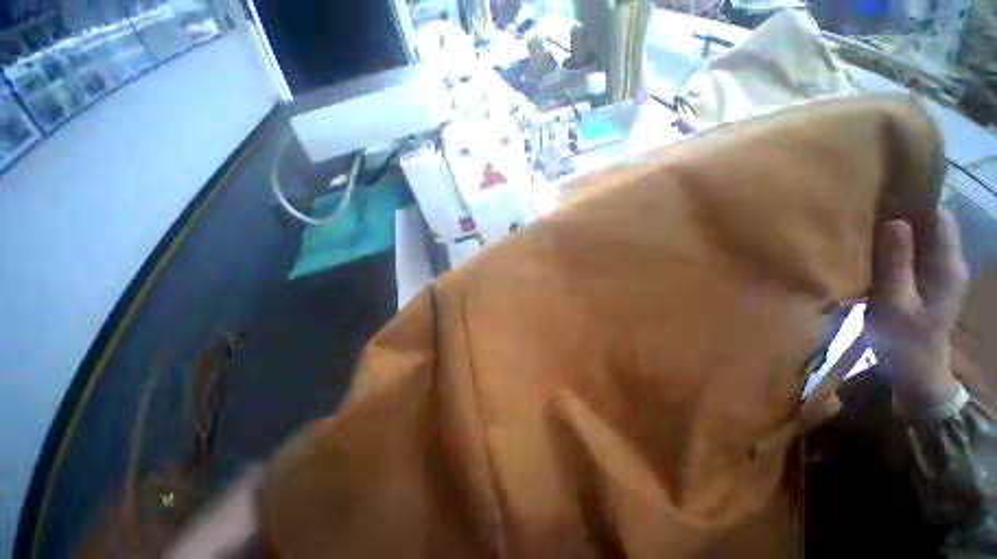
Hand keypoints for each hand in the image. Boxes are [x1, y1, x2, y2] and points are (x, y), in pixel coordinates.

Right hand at [868, 209, 968, 410]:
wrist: (915, 370)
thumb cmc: (903, 338)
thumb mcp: (895, 302)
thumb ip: (897, 263)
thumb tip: (895, 222)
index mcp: (948, 265)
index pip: (939, 217)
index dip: (916, 204)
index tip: (885, 198)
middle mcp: (950, 262)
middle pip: (932, 224)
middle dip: (906, 215)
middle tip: (870, 213)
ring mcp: (941, 272)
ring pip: (923, 237)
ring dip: (900, 231)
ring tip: (870, 228)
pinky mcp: (930, 281)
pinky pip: (917, 252)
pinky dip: (899, 246)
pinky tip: (879, 250)